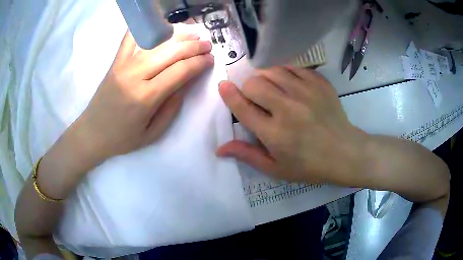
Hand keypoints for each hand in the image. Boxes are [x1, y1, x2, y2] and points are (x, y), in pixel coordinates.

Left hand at [74, 30, 213, 162]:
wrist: (92, 132)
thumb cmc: (122, 138)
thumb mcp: (152, 133)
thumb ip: (171, 108)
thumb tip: (185, 84)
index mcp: (146, 97)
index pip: (180, 71)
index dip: (198, 63)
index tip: (210, 59)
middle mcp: (135, 75)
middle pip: (170, 53)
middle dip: (193, 46)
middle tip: (207, 44)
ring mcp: (123, 65)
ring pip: (155, 42)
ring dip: (177, 35)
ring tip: (192, 33)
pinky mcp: (116, 61)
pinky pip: (131, 38)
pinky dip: (146, 28)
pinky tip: (159, 25)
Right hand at [217, 67, 366, 184]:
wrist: (345, 153)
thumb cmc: (309, 166)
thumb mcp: (276, 169)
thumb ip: (247, 155)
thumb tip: (220, 148)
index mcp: (274, 133)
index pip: (242, 107)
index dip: (229, 94)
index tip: (223, 86)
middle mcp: (288, 109)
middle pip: (254, 84)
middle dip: (248, 89)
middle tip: (256, 99)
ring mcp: (306, 93)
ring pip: (272, 71)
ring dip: (265, 78)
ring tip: (272, 89)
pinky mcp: (319, 84)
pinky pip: (294, 68)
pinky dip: (286, 73)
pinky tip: (290, 84)